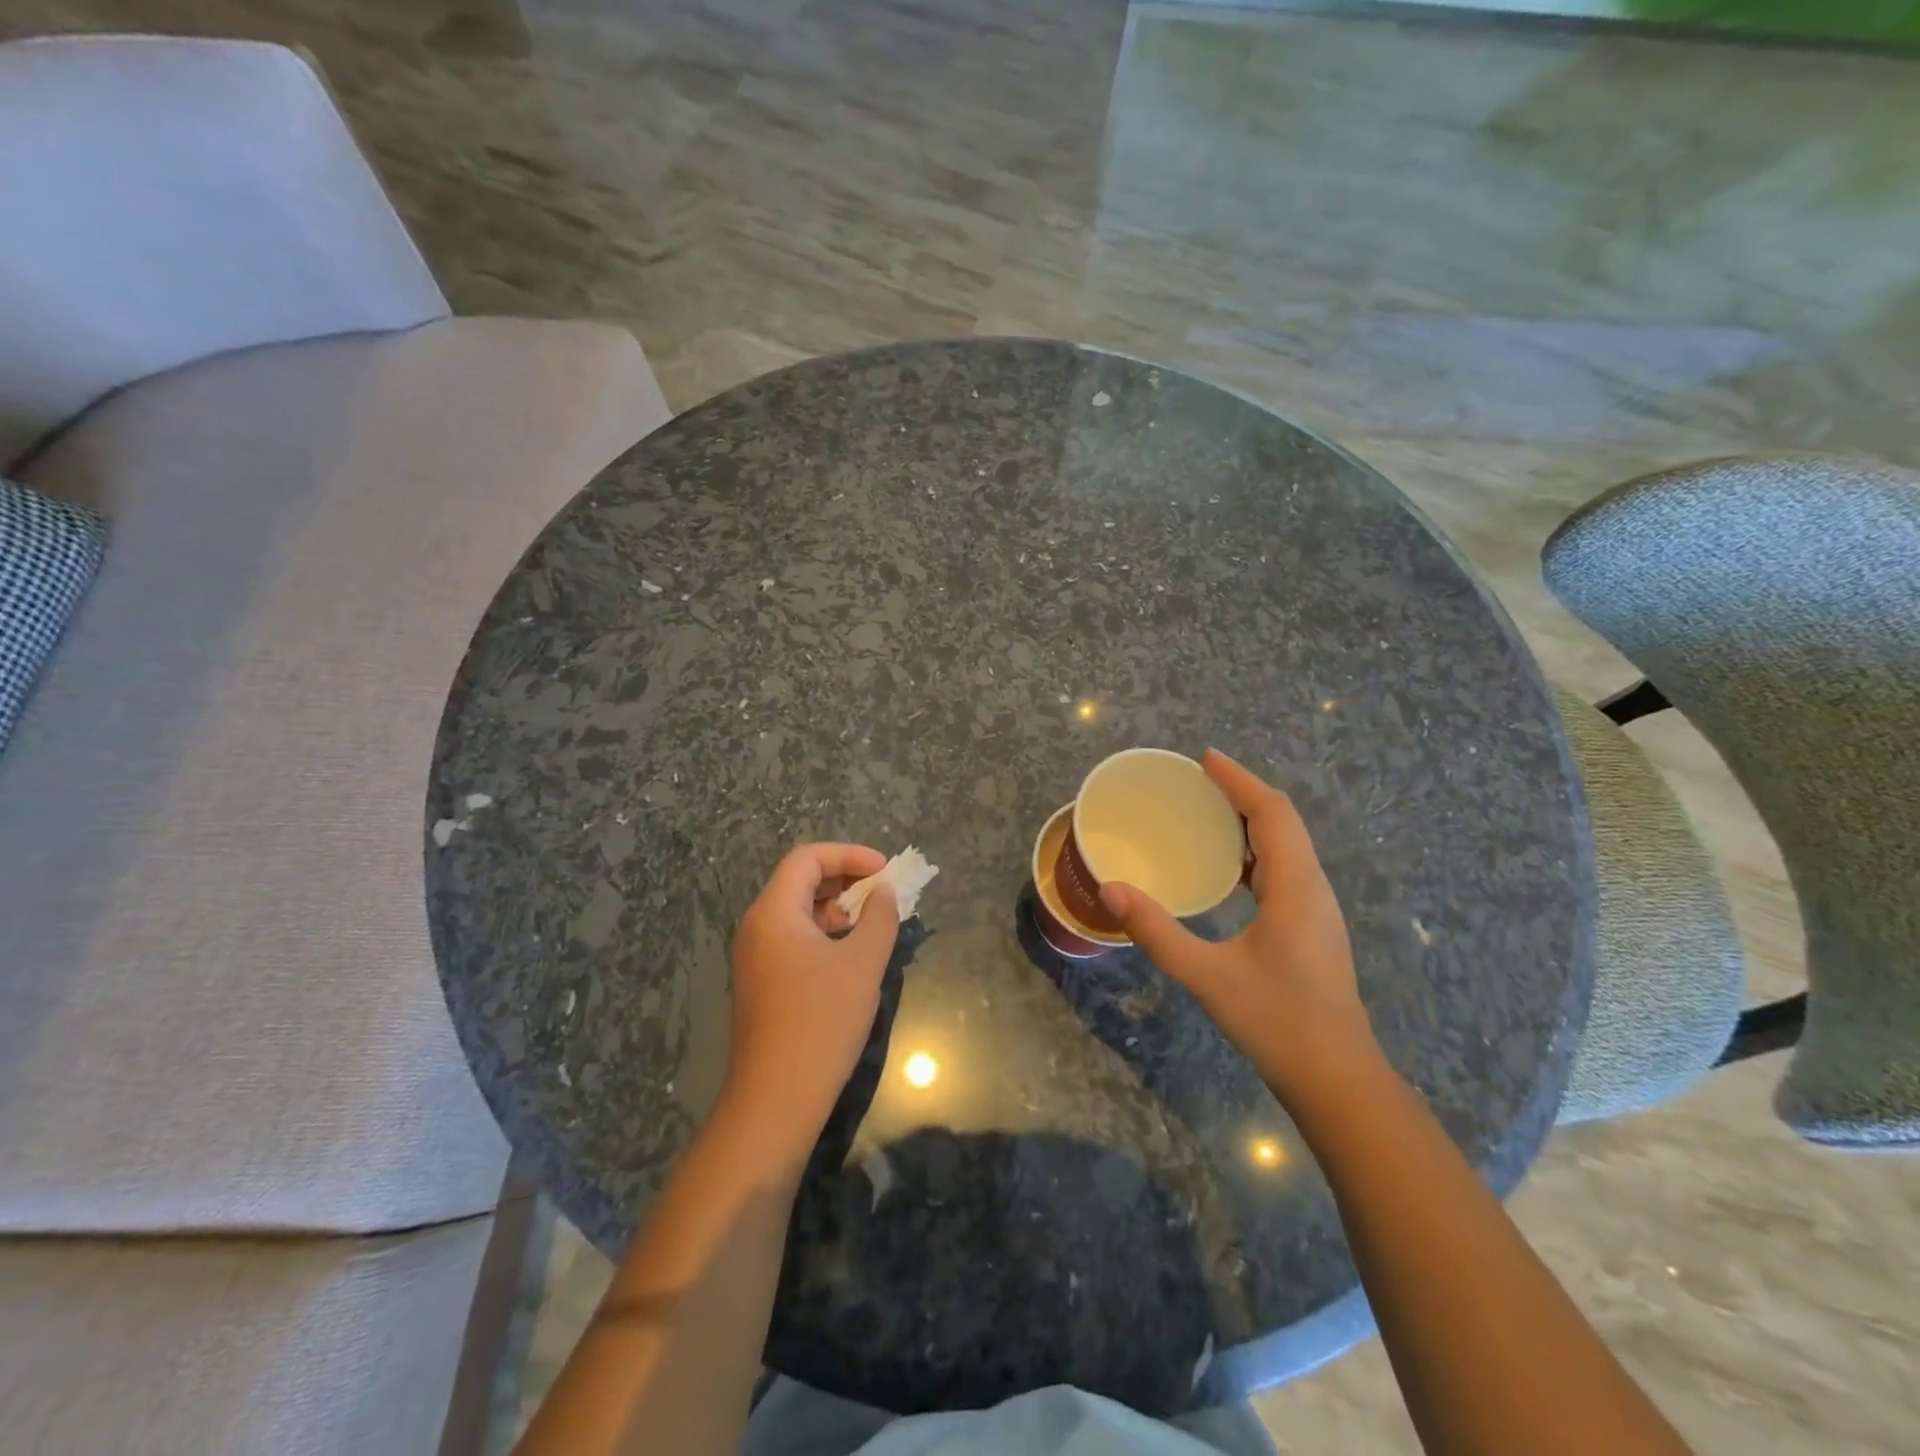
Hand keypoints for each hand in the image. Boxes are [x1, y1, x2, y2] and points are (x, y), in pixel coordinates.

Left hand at [724, 843, 900, 1143]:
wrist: (776, 1098)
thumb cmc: (821, 1022)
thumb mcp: (862, 964)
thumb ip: (880, 918)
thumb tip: (884, 892)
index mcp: (774, 912)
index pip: (807, 858)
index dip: (849, 855)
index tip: (886, 872)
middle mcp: (757, 927)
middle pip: (801, 881)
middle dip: (846, 879)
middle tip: (884, 895)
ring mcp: (756, 957)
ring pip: (799, 912)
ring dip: (838, 909)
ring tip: (874, 925)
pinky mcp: (762, 982)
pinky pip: (794, 939)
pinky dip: (825, 934)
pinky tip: (851, 957)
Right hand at [1099, 750, 1374, 1097]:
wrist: (1337, 1078)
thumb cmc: (1276, 1022)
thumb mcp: (1207, 976)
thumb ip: (1156, 932)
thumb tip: (1111, 890)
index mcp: (1295, 887)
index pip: (1271, 813)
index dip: (1240, 781)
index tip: (1206, 759)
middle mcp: (1312, 887)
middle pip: (1283, 821)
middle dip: (1243, 793)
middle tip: (1198, 781)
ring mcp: (1317, 908)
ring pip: (1288, 844)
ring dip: (1251, 820)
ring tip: (1207, 812)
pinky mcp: (1313, 926)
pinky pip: (1285, 867)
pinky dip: (1255, 850)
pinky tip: (1226, 867)